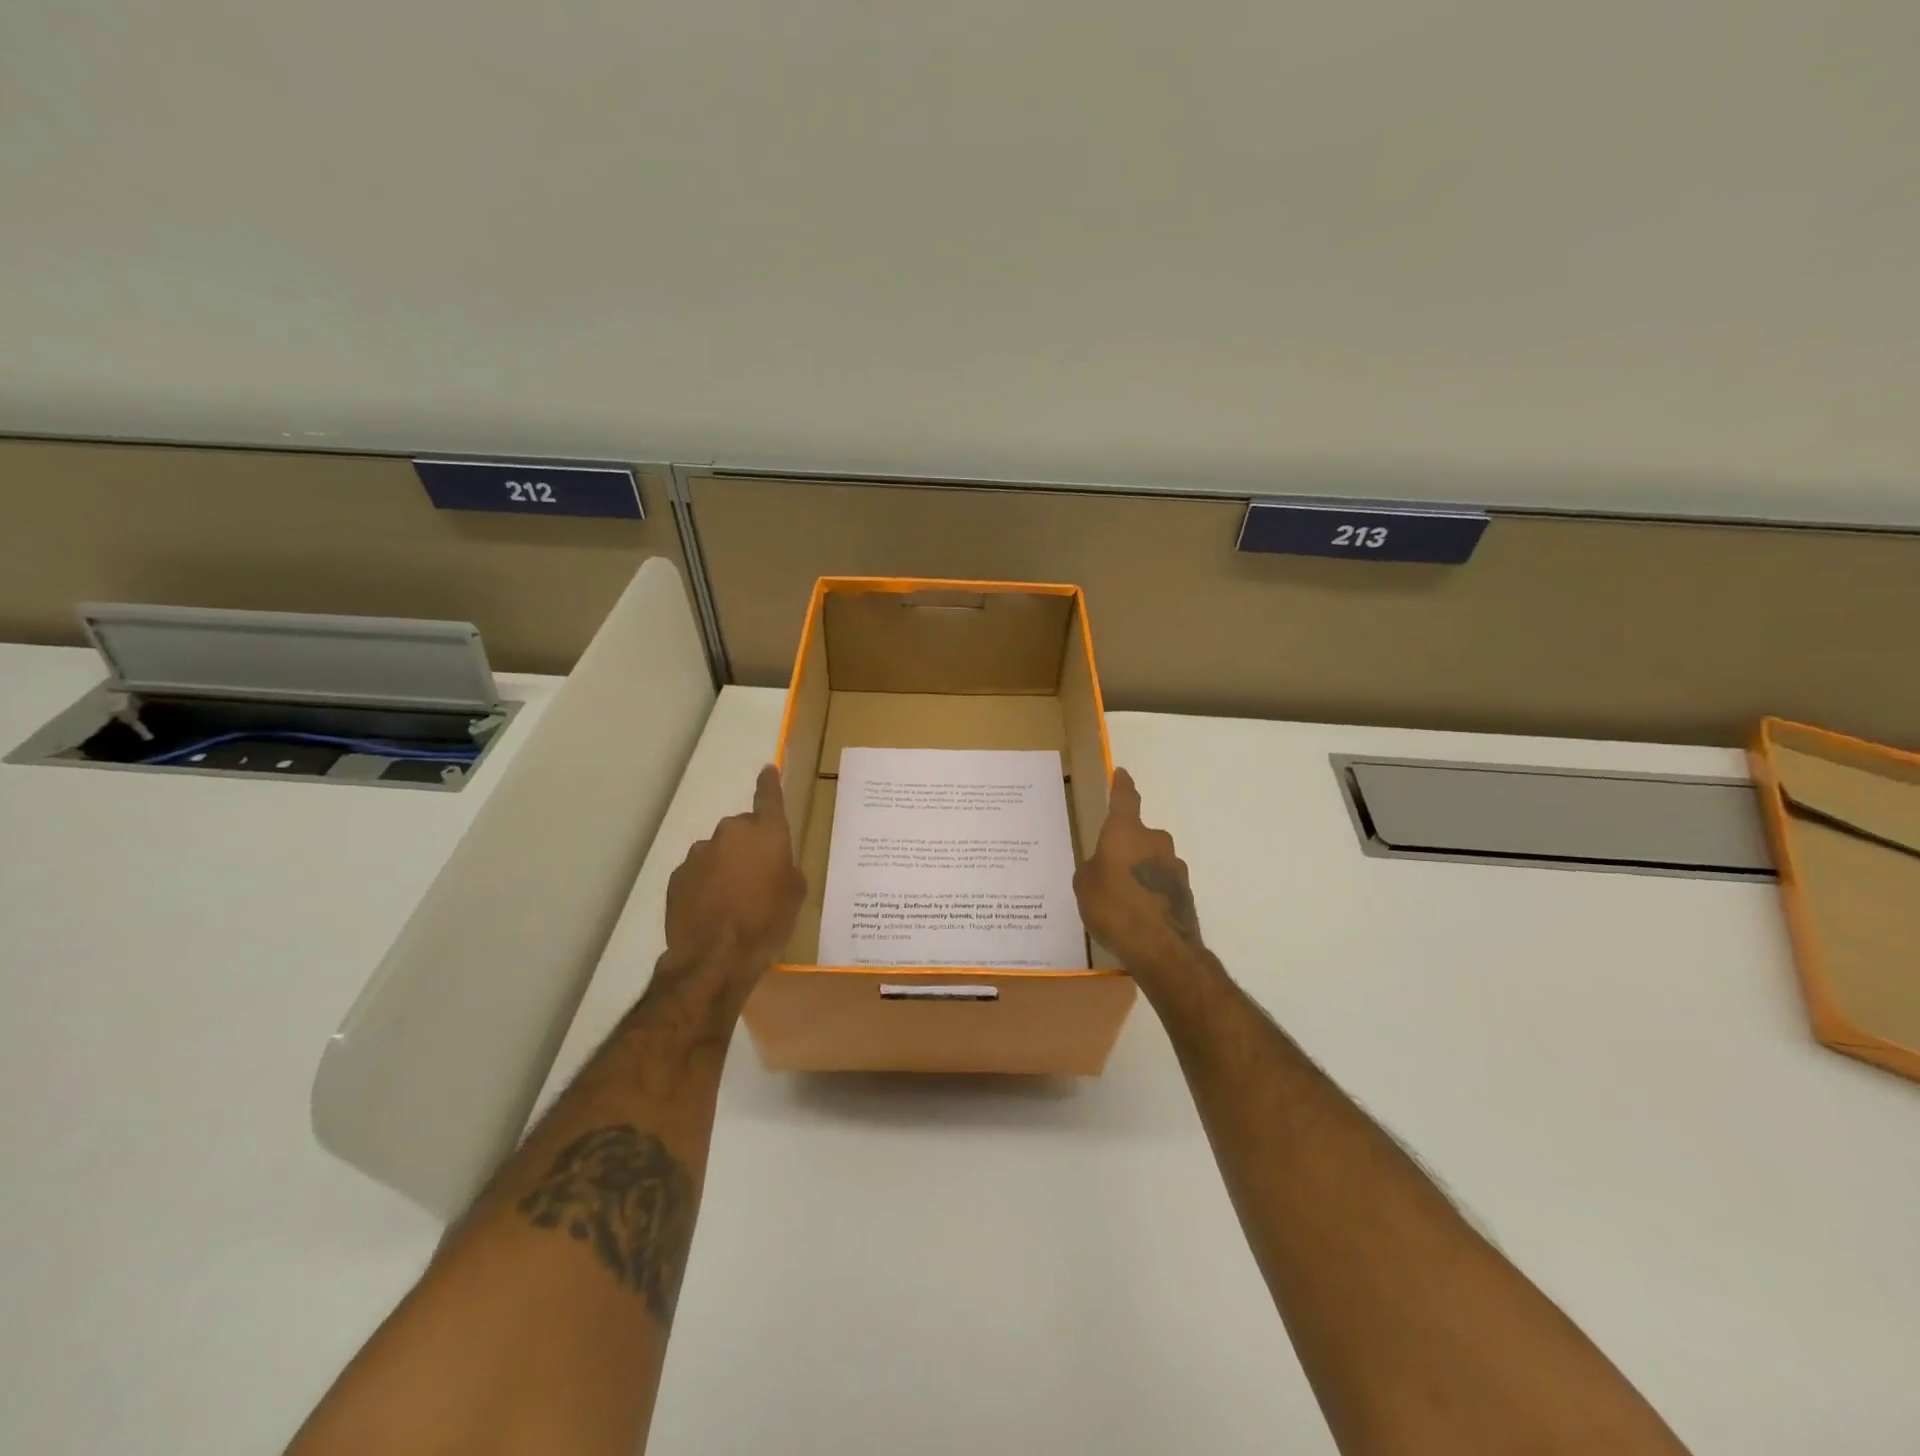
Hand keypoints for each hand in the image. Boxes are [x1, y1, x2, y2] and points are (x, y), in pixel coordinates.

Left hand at [655, 766, 806, 1019]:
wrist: (716, 956)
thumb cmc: (767, 921)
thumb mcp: (795, 894)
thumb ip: (785, 868)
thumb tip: (773, 864)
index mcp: (766, 832)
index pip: (769, 797)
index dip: (769, 783)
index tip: (767, 769)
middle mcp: (731, 833)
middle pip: (742, 830)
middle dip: (749, 847)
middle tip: (758, 877)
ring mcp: (699, 853)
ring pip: (718, 852)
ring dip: (725, 867)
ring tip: (732, 901)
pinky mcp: (677, 876)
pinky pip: (698, 873)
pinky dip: (706, 885)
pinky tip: (712, 911)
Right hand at [1074, 768, 1209, 997]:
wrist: (1162, 949)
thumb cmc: (1115, 908)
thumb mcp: (1085, 887)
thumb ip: (1092, 869)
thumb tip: (1102, 867)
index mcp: (1126, 832)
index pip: (1125, 799)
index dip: (1122, 785)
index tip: (1122, 774)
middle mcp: (1155, 841)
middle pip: (1138, 835)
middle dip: (1126, 846)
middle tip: (1109, 868)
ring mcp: (1175, 866)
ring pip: (1152, 860)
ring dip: (1140, 871)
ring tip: (1123, 898)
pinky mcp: (1185, 891)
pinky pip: (1161, 883)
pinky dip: (1151, 891)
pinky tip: (1139, 914)